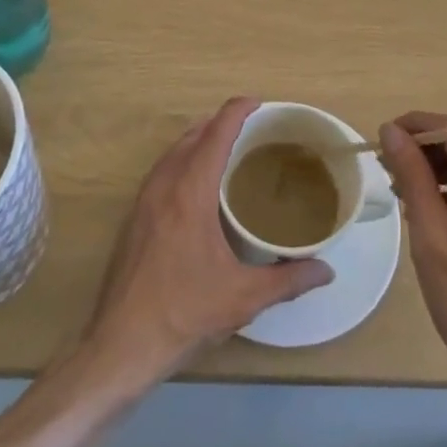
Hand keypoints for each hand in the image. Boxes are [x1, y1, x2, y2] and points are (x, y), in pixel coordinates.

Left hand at [84, 96, 330, 384]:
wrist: (120, 344)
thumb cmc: (184, 313)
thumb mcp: (243, 298)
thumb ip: (288, 279)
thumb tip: (326, 269)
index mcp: (190, 192)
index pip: (215, 134)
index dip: (236, 111)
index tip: (258, 102)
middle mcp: (164, 185)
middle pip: (192, 136)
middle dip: (220, 123)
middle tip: (251, 129)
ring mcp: (144, 200)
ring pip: (173, 153)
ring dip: (199, 141)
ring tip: (227, 150)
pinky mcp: (134, 218)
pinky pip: (162, 171)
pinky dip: (183, 161)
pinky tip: (198, 187)